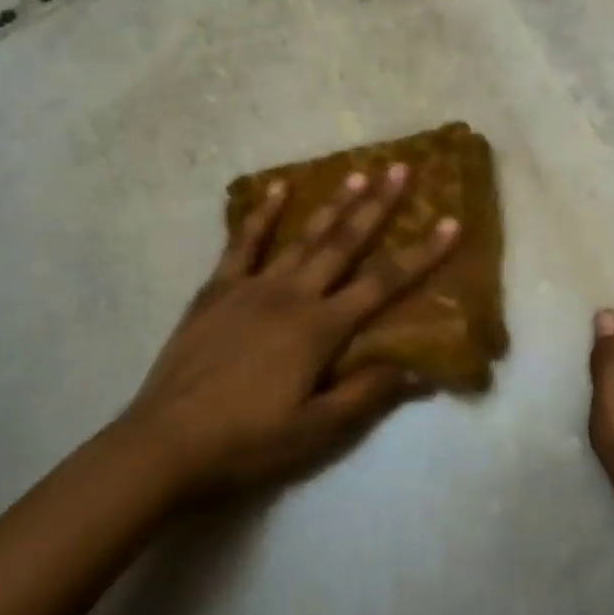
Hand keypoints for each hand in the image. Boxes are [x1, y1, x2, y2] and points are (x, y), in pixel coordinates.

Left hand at [122, 164, 459, 499]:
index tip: (450, 222)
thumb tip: (419, 370)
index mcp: (320, 329)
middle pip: (344, 243)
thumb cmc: (246, 441)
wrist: (163, 445)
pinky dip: (261, 214)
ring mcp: (251, 287)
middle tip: (401, 169)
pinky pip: (243, 243)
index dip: (421, 254)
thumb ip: (366, 395)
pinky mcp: (217, 290)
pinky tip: (277, 188)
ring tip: (358, 172)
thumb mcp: (315, 431)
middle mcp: (292, 295)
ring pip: (302, 237)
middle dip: (377, 206)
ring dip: (333, 204)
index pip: (383, 284)